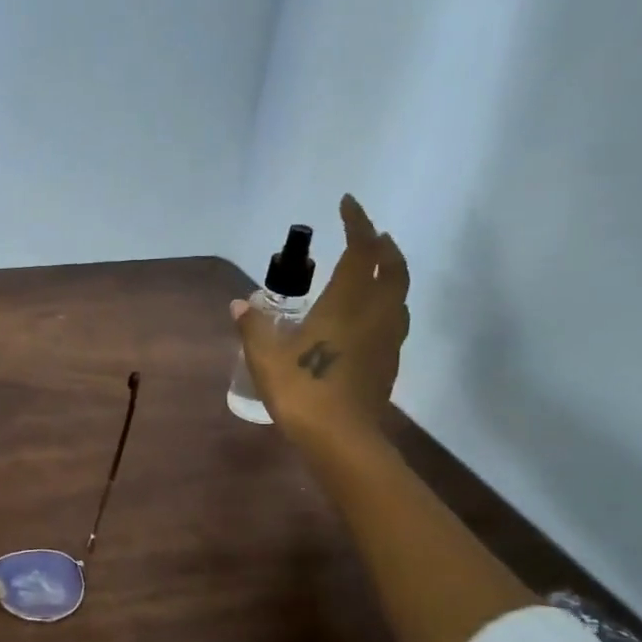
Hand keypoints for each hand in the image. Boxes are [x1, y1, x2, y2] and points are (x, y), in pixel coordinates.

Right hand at [232, 194, 409, 447]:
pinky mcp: (389, 361)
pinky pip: (395, 319)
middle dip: (383, 245)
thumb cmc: (301, 390)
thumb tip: (241, 303)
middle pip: (393, 268)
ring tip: (374, 268)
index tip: (348, 204)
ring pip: (400, 294)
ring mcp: (387, 339)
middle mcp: (374, 314)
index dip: (357, 224)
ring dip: (391, 273)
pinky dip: (387, 303)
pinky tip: (368, 315)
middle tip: (369, 234)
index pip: (360, 252)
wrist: (341, 438)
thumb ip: (254, 326)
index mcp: (346, 304)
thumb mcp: (265, 357)